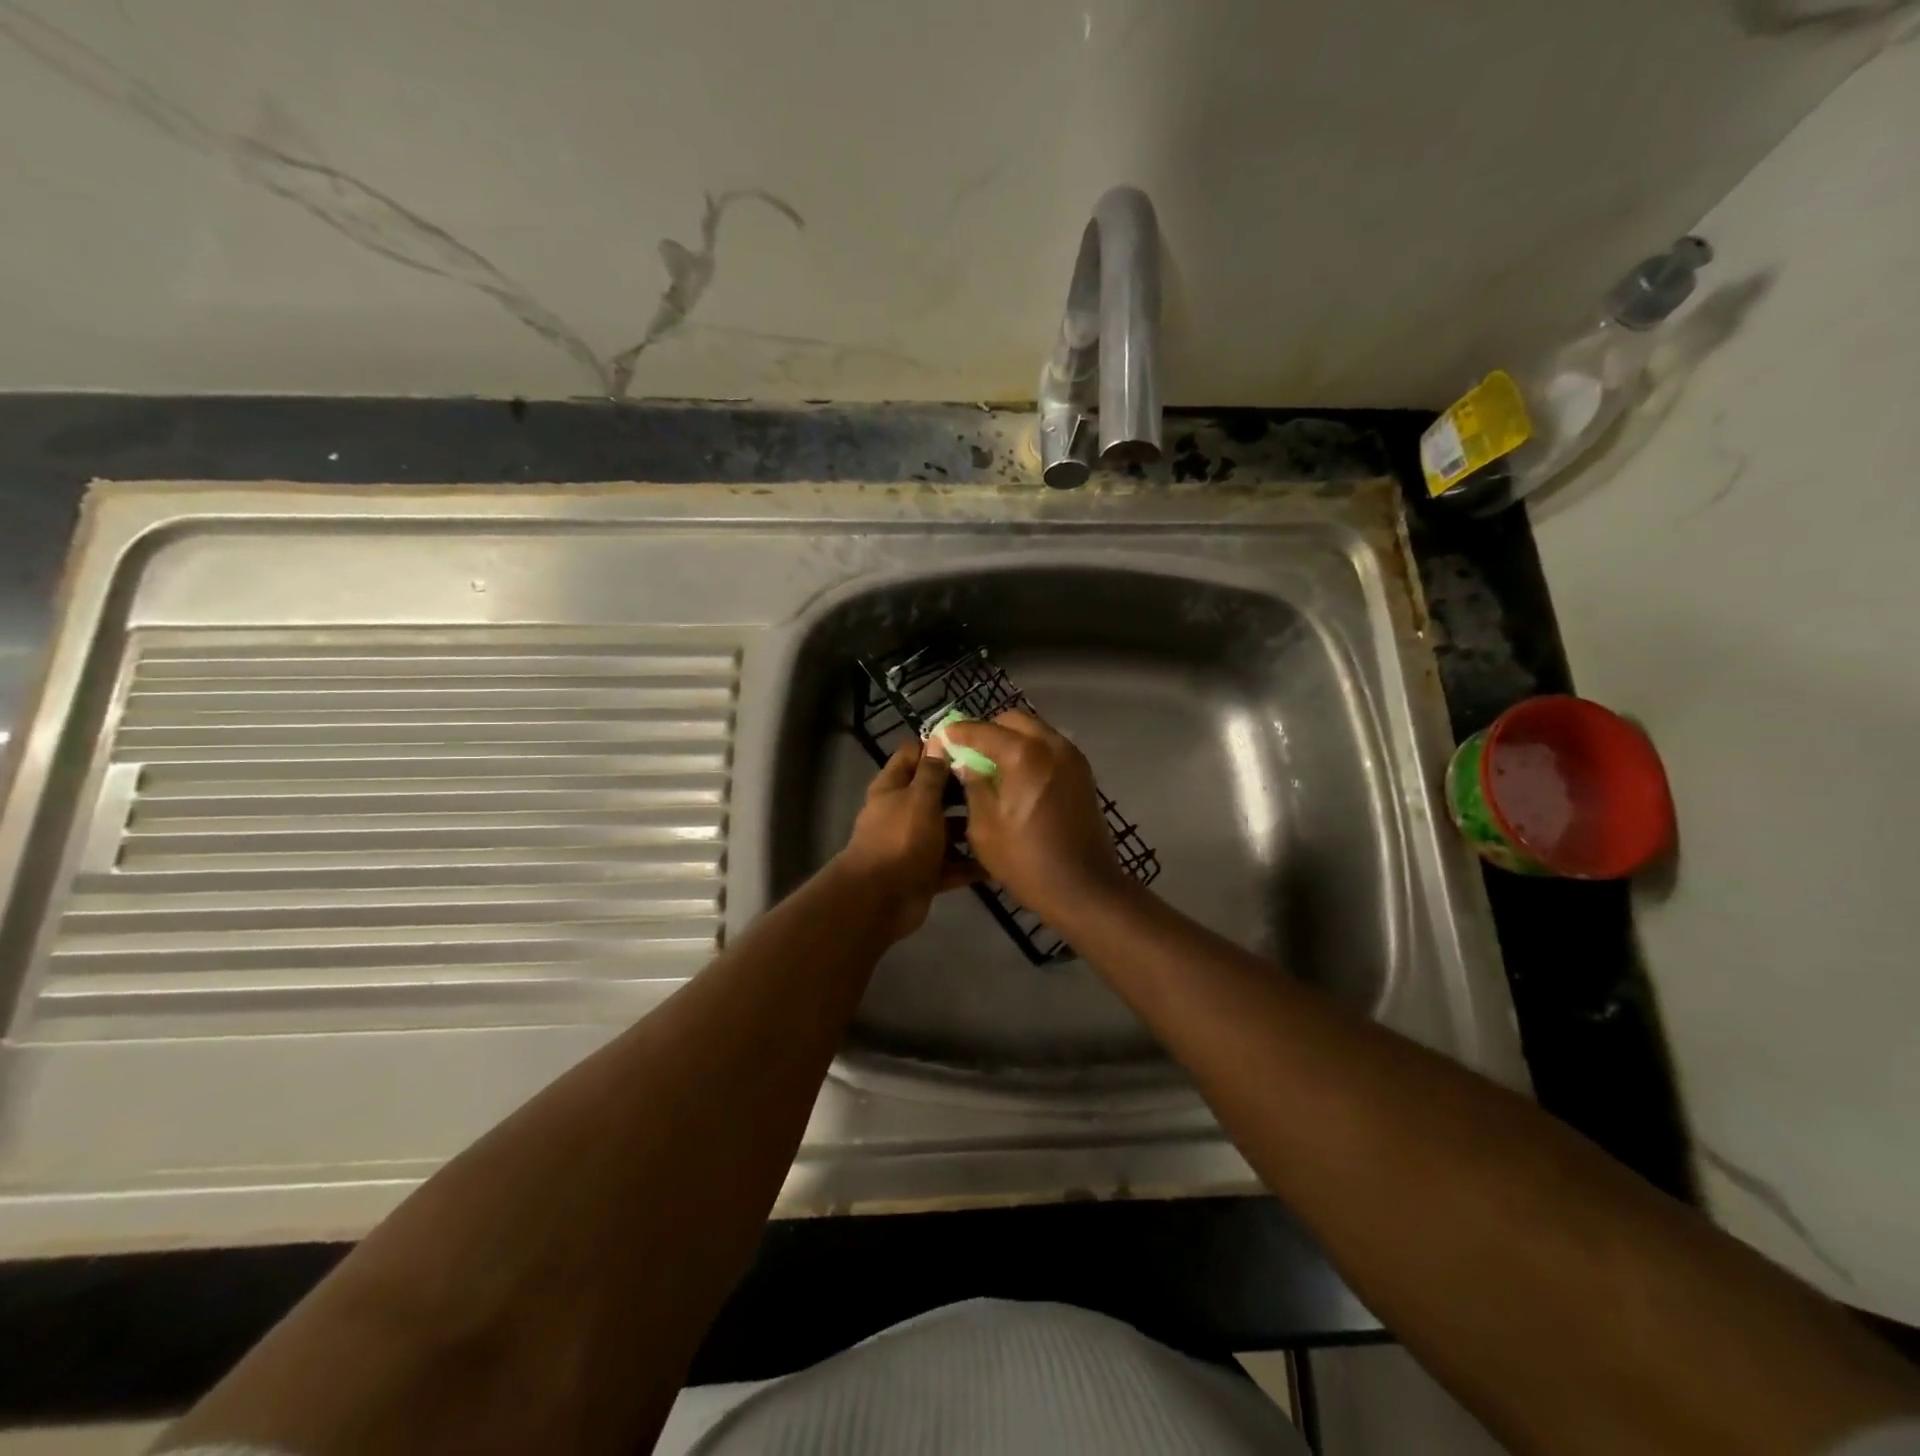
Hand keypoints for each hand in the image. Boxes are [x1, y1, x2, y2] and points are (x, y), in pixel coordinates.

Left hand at [835, 741, 981, 941]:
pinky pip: (953, 865)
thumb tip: (940, 739)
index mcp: (893, 787)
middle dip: (963, 788)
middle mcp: (902, 812)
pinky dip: (972, 865)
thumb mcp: (919, 798)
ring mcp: (914, 844)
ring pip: (947, 830)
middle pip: (935, 793)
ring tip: (1007, 818)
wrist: (880, 900)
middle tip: (1000, 781)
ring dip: (972, 828)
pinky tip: (1000, 860)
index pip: (913, 754)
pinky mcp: (926, 873)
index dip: (938, 747)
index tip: (973, 743)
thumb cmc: (900, 839)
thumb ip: (932, 772)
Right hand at [940, 711, 1130, 922]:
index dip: (959, 733)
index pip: (983, 730)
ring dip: (1012, 739)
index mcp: (1024, 754)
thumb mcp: (984, 826)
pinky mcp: (1083, 773)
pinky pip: (1050, 747)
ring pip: (1035, 731)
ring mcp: (1072, 757)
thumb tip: (965, 762)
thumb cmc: (1026, 861)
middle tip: (968, 752)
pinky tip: (1017, 776)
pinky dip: (1031, 751)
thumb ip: (973, 785)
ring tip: (992, 765)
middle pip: (1014, 721)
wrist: (1084, 887)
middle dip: (988, 730)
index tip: (942, 738)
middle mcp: (1052, 745)